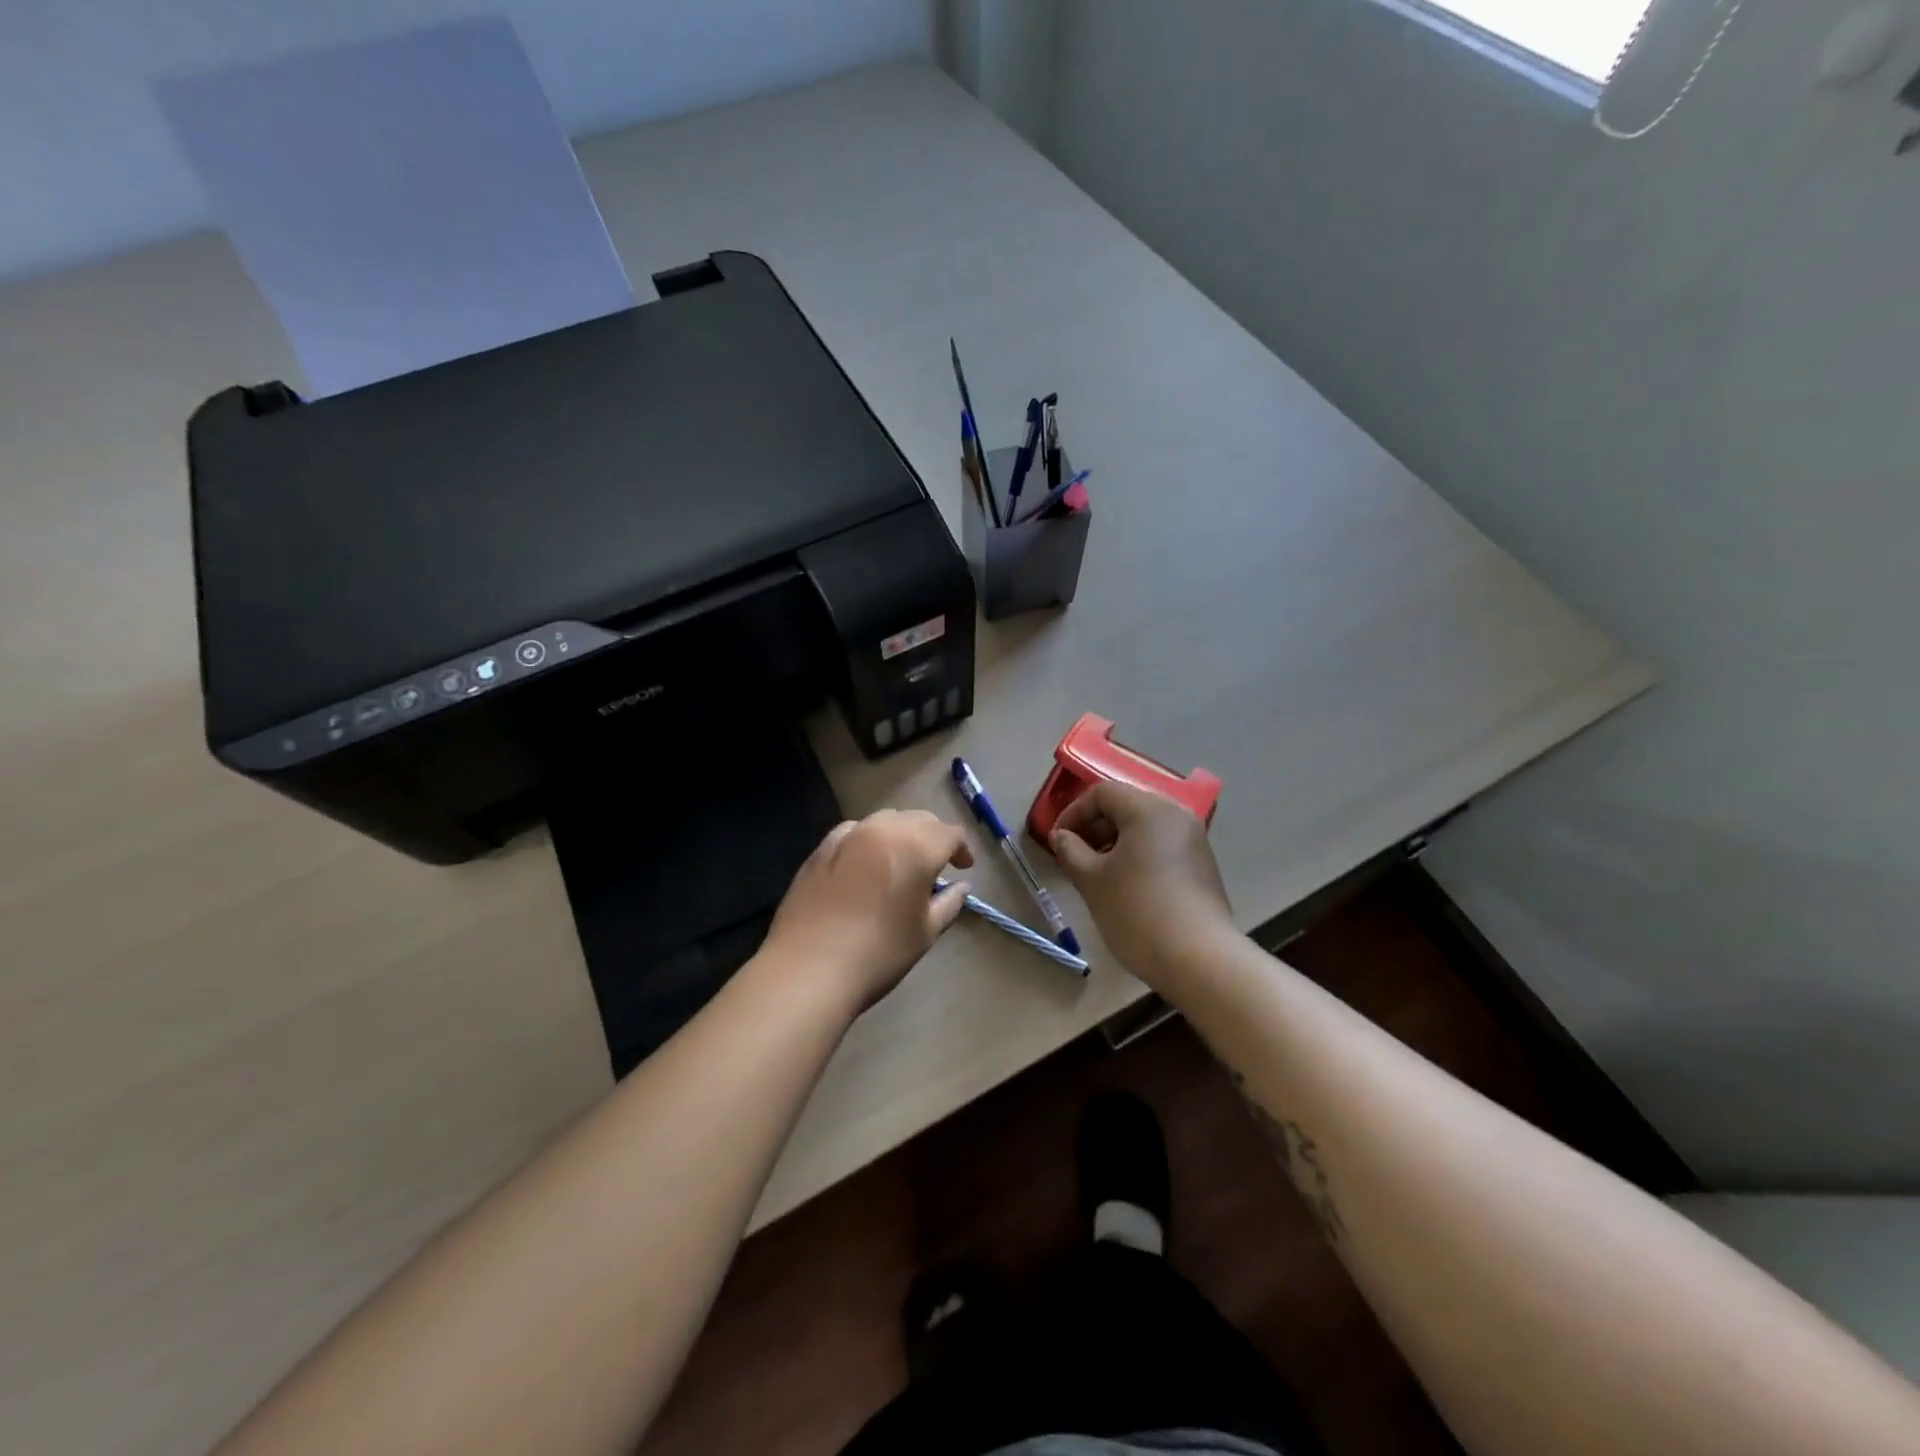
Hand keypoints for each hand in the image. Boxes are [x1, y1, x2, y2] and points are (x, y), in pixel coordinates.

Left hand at [761, 810, 973, 1010]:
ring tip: (901, 860)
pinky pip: (853, 830)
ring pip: (885, 820)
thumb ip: (948, 903)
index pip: (950, 833)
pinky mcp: (821, 848)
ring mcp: (848, 835)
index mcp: (917, 847)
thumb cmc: (879, 953)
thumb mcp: (925, 932)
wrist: (809, 968)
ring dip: (900, 834)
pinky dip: (868, 839)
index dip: (961, 848)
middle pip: (918, 820)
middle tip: (937, 864)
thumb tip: (961, 886)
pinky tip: (864, 862)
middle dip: (933, 837)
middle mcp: (884, 829)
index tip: (963, 868)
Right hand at [1050, 782, 1234, 985]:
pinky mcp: (1202, 866)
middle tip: (1073, 856)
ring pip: (1144, 828)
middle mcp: (1176, 816)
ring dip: (1114, 843)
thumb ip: (1070, 851)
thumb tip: (1061, 837)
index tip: (1057, 841)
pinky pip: (1161, 846)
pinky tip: (1126, 887)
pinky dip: (1137, 856)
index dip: (1073, 812)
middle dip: (1094, 827)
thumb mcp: (1092, 881)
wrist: (1200, 960)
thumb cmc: (1138, 912)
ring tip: (1096, 874)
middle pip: (1126, 806)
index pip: (1103, 793)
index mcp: (1149, 810)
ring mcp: (1194, 841)